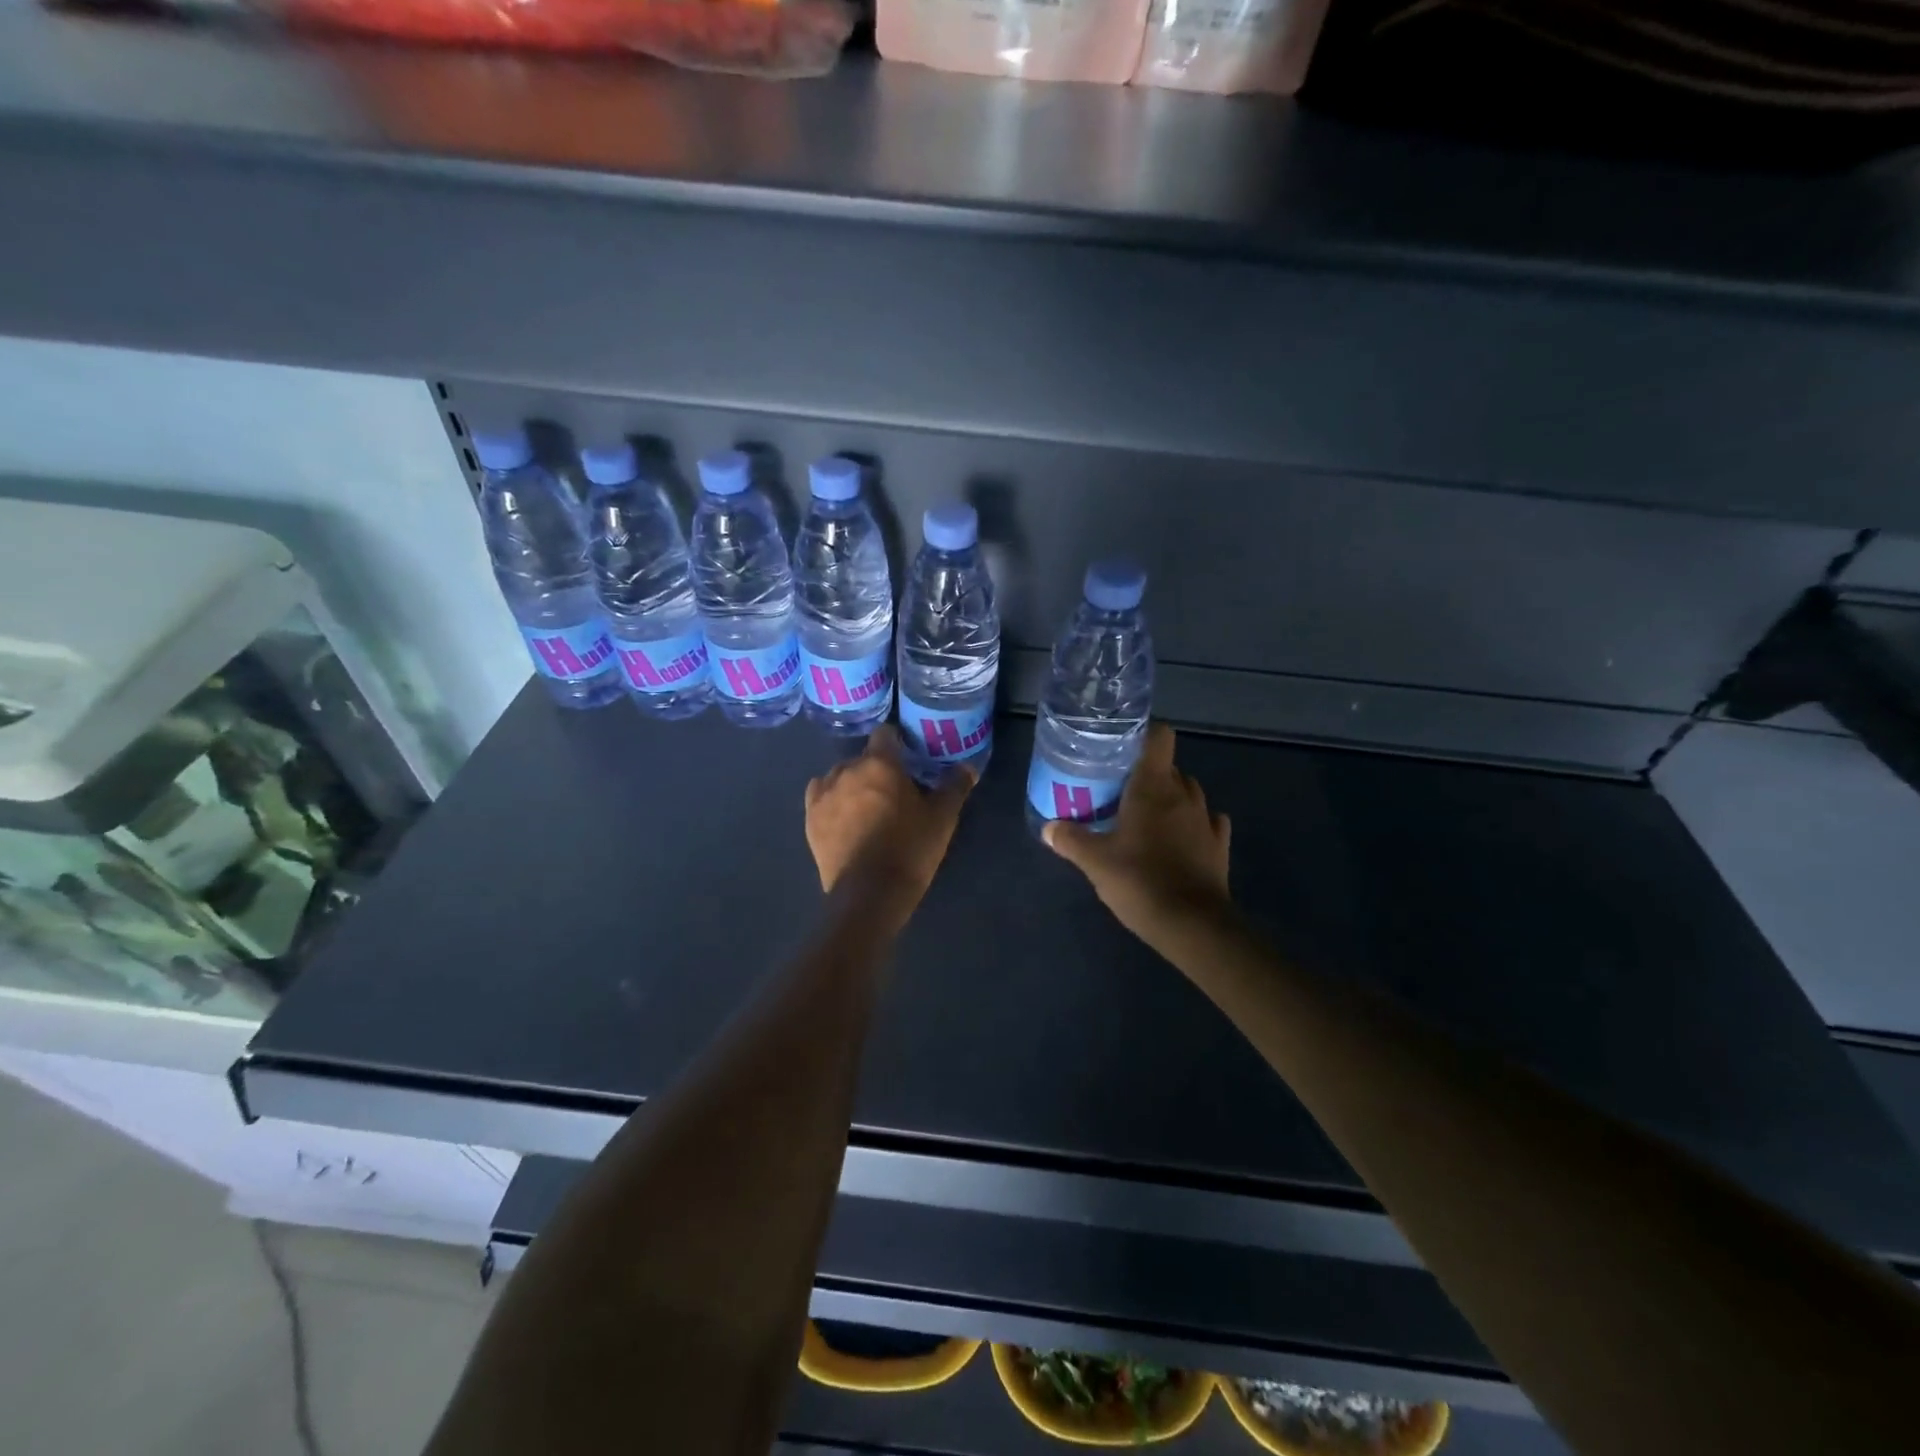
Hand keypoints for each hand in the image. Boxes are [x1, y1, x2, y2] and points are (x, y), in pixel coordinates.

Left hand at [805, 724, 975, 921]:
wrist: (869, 893)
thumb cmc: (910, 848)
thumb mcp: (942, 818)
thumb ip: (955, 786)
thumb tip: (968, 767)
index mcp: (880, 763)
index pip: (885, 734)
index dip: (897, 743)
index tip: (908, 760)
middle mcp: (847, 769)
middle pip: (864, 758)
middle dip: (877, 769)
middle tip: (894, 792)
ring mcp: (824, 793)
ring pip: (840, 776)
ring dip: (853, 784)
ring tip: (868, 808)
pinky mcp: (810, 818)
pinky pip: (821, 795)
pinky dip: (833, 800)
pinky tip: (844, 817)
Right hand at [1043, 723, 1231, 945]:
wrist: (1192, 924)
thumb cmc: (1140, 880)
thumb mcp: (1095, 862)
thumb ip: (1071, 840)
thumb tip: (1049, 827)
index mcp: (1153, 787)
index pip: (1159, 737)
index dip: (1144, 735)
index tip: (1123, 747)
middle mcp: (1184, 794)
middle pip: (1169, 767)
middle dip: (1148, 774)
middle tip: (1121, 791)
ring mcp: (1206, 819)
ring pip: (1189, 793)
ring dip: (1171, 798)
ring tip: (1147, 817)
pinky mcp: (1220, 845)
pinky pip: (1208, 822)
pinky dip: (1194, 824)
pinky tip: (1180, 838)